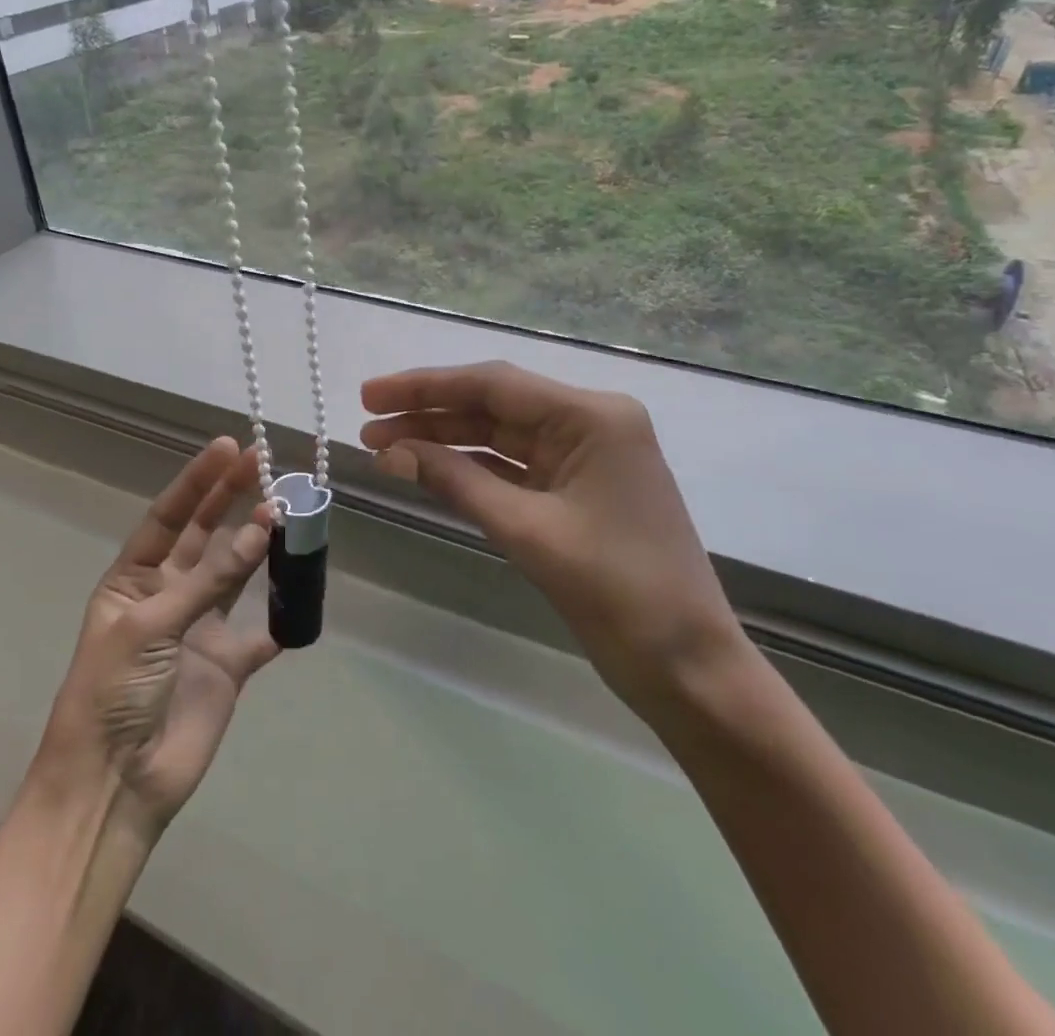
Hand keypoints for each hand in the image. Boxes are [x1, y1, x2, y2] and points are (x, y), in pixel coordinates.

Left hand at [31, 438, 278, 835]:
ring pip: (236, 573)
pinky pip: (262, 629)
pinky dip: (283, 611)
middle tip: (265, 463)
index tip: (228, 447)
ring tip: (289, 510)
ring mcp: (200, 628)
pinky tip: (304, 585)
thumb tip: (263, 527)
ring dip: (259, 544)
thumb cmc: (113, 692)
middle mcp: (167, 595)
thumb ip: (209, 579)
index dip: (198, 481)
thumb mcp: (151, 625)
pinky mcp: (229, 664)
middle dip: (231, 499)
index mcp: (133, 580)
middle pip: (204, 535)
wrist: (116, 785)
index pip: (168, 516)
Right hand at [361, 362, 742, 718]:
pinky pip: (512, 468)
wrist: (688, 669)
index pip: (494, 385)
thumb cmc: (618, 593)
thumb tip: (388, 451)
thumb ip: (455, 482)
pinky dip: (469, 469)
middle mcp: (590, 423)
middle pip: (494, 406)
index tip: (370, 394)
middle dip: (429, 413)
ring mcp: (584, 457)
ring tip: (383, 446)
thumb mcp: (528, 531)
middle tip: (366, 423)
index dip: (425, 387)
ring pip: (499, 437)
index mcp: (592, 416)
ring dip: (443, 441)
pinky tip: (426, 469)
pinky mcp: (576, 490)